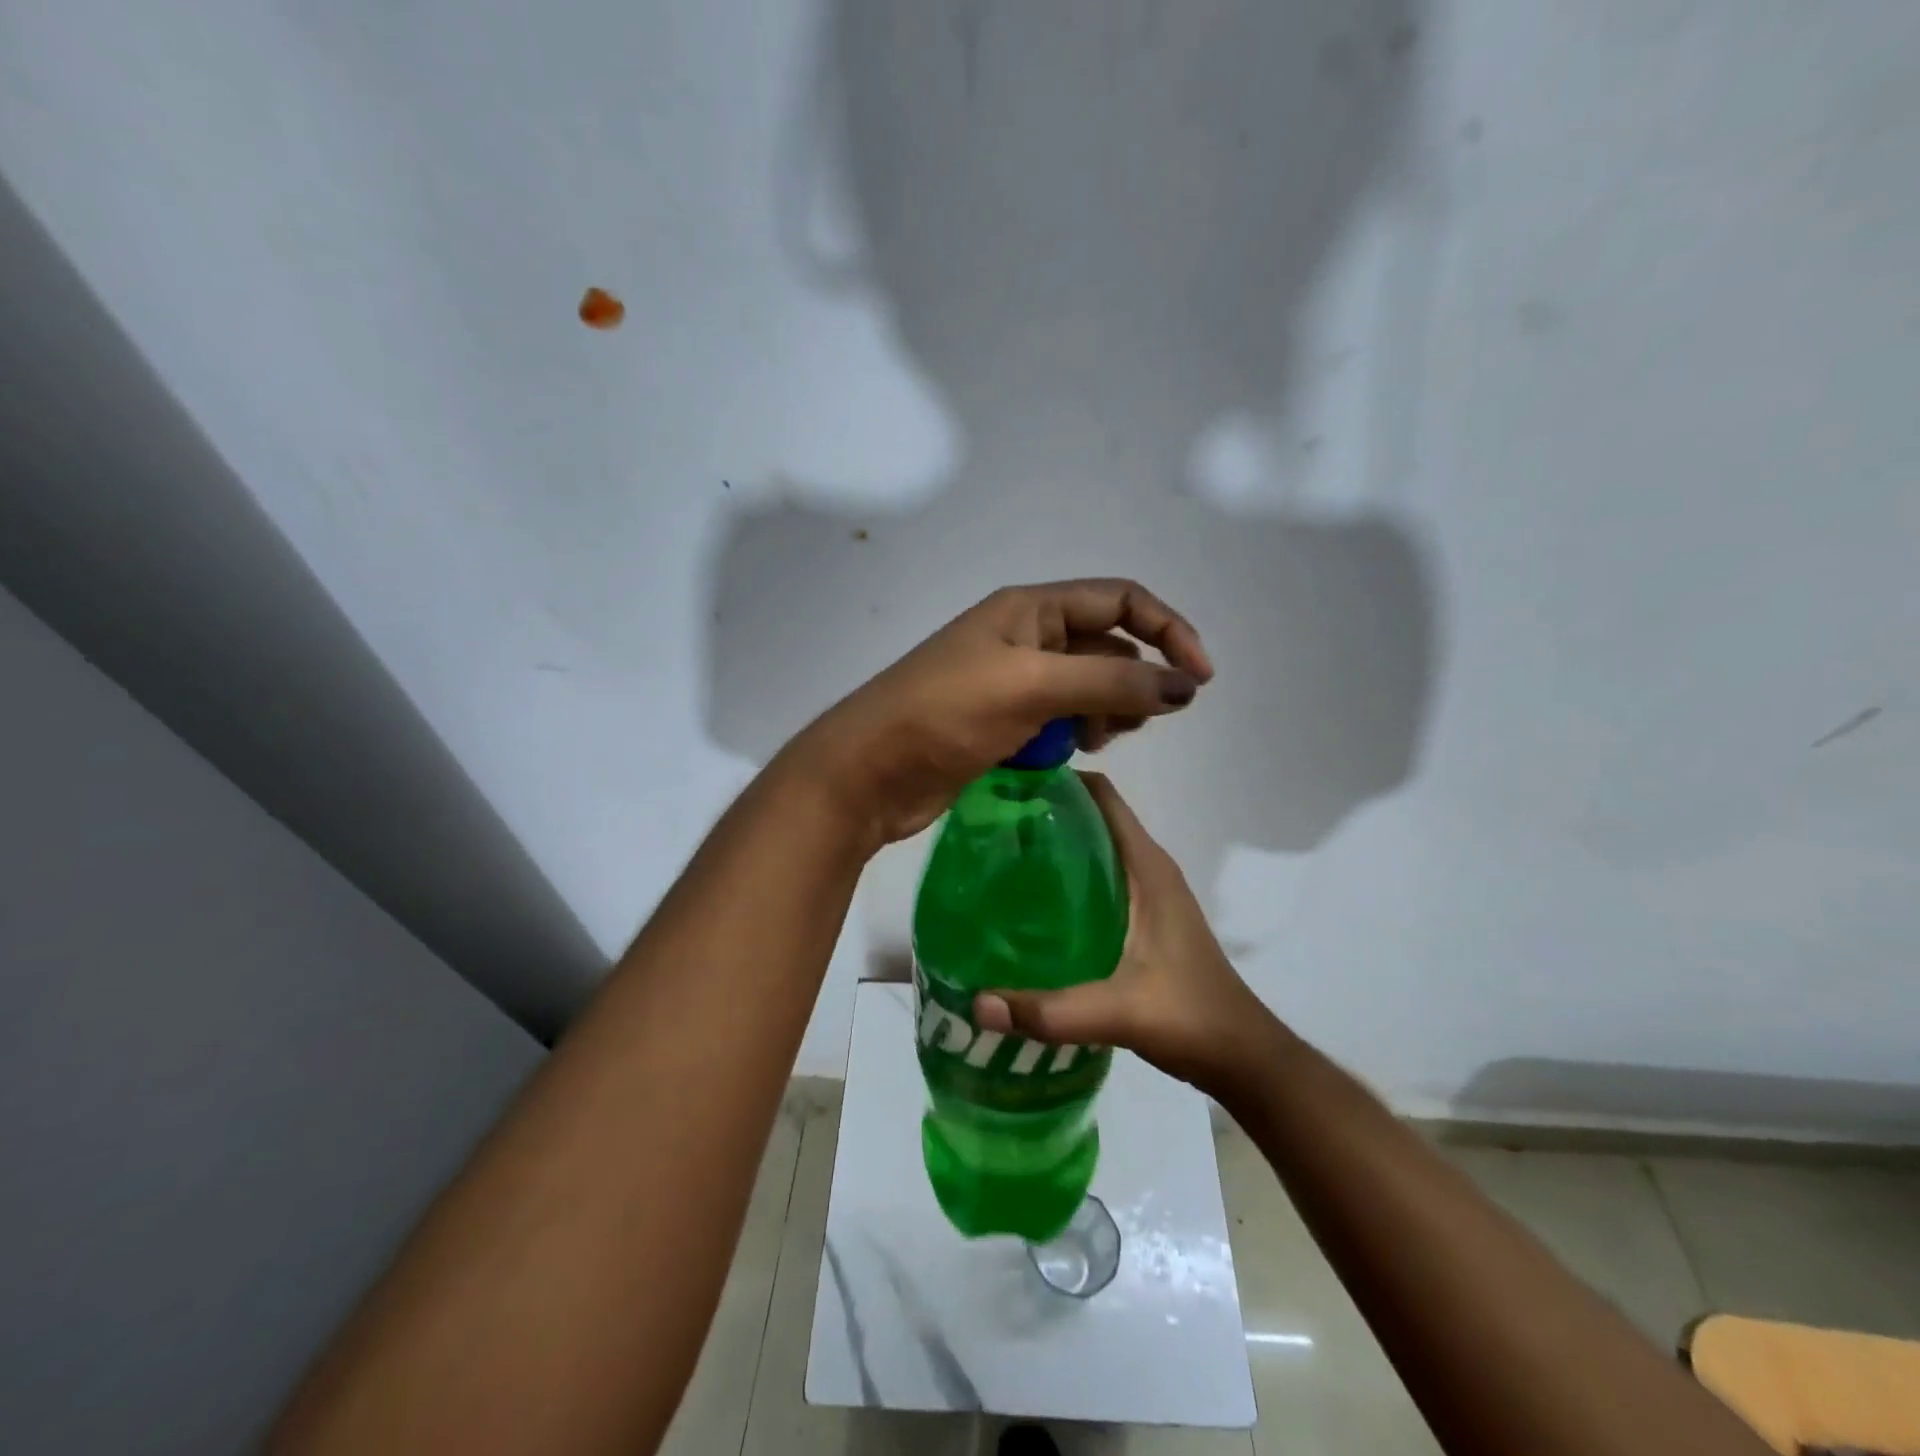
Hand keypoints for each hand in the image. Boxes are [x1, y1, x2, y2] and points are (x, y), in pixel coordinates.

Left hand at [786, 580, 1212, 847]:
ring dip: (1104, 711)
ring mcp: (1011, 682)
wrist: (869, 771)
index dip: (1168, 631)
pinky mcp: (1001, 723)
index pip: (1120, 601)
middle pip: (1106, 645)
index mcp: (1029, 609)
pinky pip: (1058, 719)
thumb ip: (1112, 682)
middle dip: (1133, 680)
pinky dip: (1073, 734)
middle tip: (1130, 723)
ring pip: (1085, 687)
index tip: (1198, 681)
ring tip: (1094, 742)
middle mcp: (1024, 637)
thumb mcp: (1033, 687)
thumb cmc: (945, 714)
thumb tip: (1186, 686)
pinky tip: (1067, 756)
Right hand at [973, 773, 1272, 1094]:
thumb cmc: (1189, 1017)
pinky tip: (1033, 902)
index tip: (1009, 784)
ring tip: (1001, 855)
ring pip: (1097, 848)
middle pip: (1093, 817)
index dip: (1060, 781)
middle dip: (1046, 811)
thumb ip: (1049, 1011)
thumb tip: (976, 1004)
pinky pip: (1101, 877)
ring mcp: (1150, 892)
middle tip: (991, 822)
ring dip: (1056, 843)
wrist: (1240, 1054)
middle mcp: (1149, 868)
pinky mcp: (1146, 916)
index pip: (1103, 797)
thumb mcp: (1117, 1012)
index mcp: (1147, 868)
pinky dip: (1068, 875)